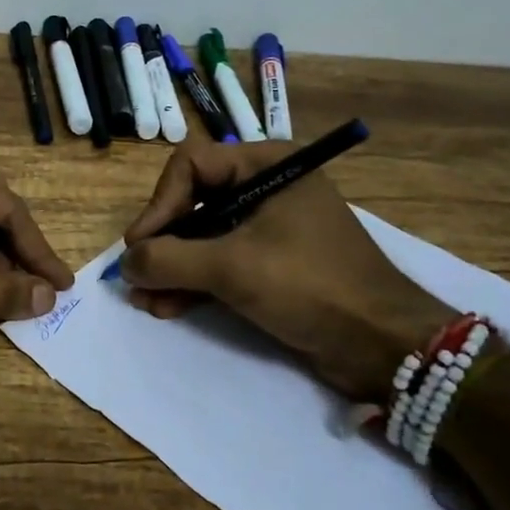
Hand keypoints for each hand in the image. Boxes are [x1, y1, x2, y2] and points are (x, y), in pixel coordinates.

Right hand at [120, 140, 450, 399]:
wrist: (384, 344)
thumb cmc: (310, 285)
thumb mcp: (233, 267)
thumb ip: (170, 259)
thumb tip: (126, 263)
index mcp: (267, 165)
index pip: (192, 165)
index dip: (160, 203)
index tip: (141, 244)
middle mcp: (266, 187)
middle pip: (194, 201)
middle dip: (163, 242)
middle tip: (137, 274)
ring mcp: (270, 227)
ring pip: (204, 237)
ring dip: (172, 267)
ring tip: (144, 300)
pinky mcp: (272, 264)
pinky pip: (221, 263)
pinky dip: (194, 282)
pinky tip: (166, 308)